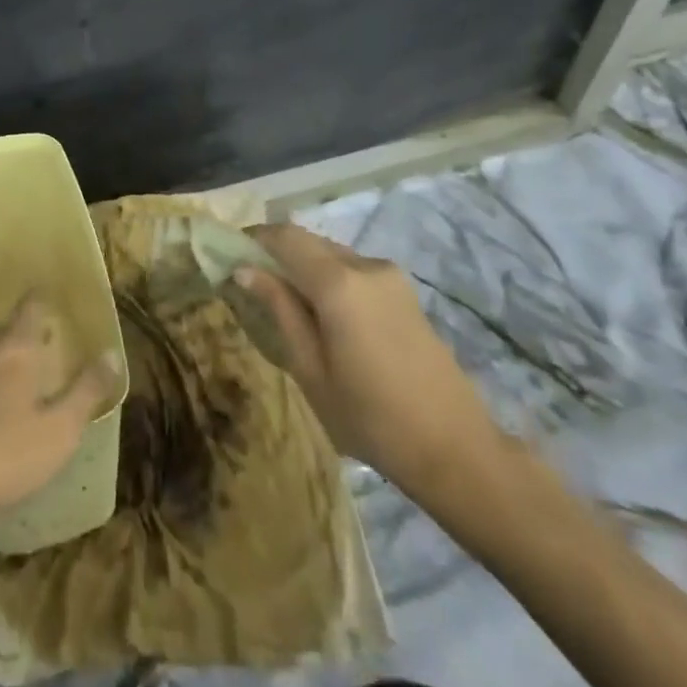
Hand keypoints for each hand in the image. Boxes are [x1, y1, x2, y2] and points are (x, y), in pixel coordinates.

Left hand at [0, 294, 120, 535]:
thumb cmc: (1, 453)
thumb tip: (112, 353)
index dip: (43, 300)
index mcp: (16, 348)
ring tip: (11, 377)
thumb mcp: (58, 431)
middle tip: (39, 346)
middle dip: (21, 333)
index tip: (53, 301)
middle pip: (4, 327)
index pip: (32, 306)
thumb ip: (86, 392)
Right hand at [234, 225, 505, 505]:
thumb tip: (245, 270)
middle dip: (276, 252)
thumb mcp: (311, 369)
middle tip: (251, 280)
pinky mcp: (404, 291)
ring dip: (303, 265)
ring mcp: (389, 275)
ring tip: (285, 301)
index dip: (253, 237)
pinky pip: (353, 269)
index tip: (229, 253)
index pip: (284, 236)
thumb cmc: (371, 418)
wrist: (456, 449)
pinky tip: (323, 314)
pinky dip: (328, 277)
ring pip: (331, 253)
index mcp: (338, 283)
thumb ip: (280, 309)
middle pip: (308, 240)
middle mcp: (364, 265)